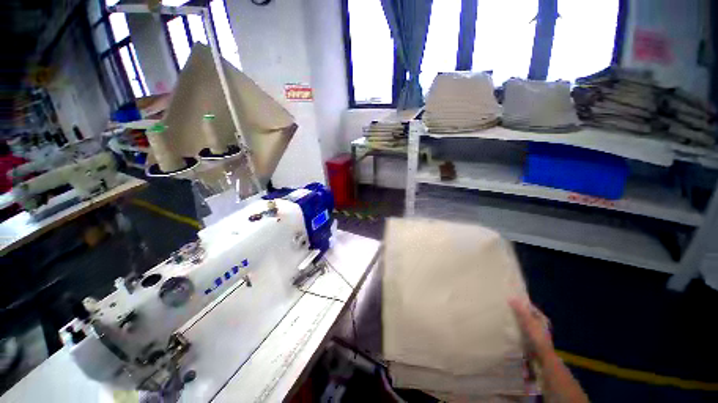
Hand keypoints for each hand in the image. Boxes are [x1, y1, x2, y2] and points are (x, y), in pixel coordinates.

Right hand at [509, 297, 553, 360]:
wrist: (542, 357)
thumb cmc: (537, 337)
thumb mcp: (528, 322)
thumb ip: (520, 310)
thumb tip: (511, 297)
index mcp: (542, 318)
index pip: (530, 307)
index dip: (521, 303)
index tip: (510, 301)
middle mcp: (541, 324)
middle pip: (527, 315)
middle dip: (518, 312)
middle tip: (506, 309)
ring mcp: (537, 333)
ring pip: (525, 323)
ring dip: (517, 321)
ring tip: (506, 318)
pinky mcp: (533, 340)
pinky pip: (523, 331)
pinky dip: (518, 329)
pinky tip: (511, 329)